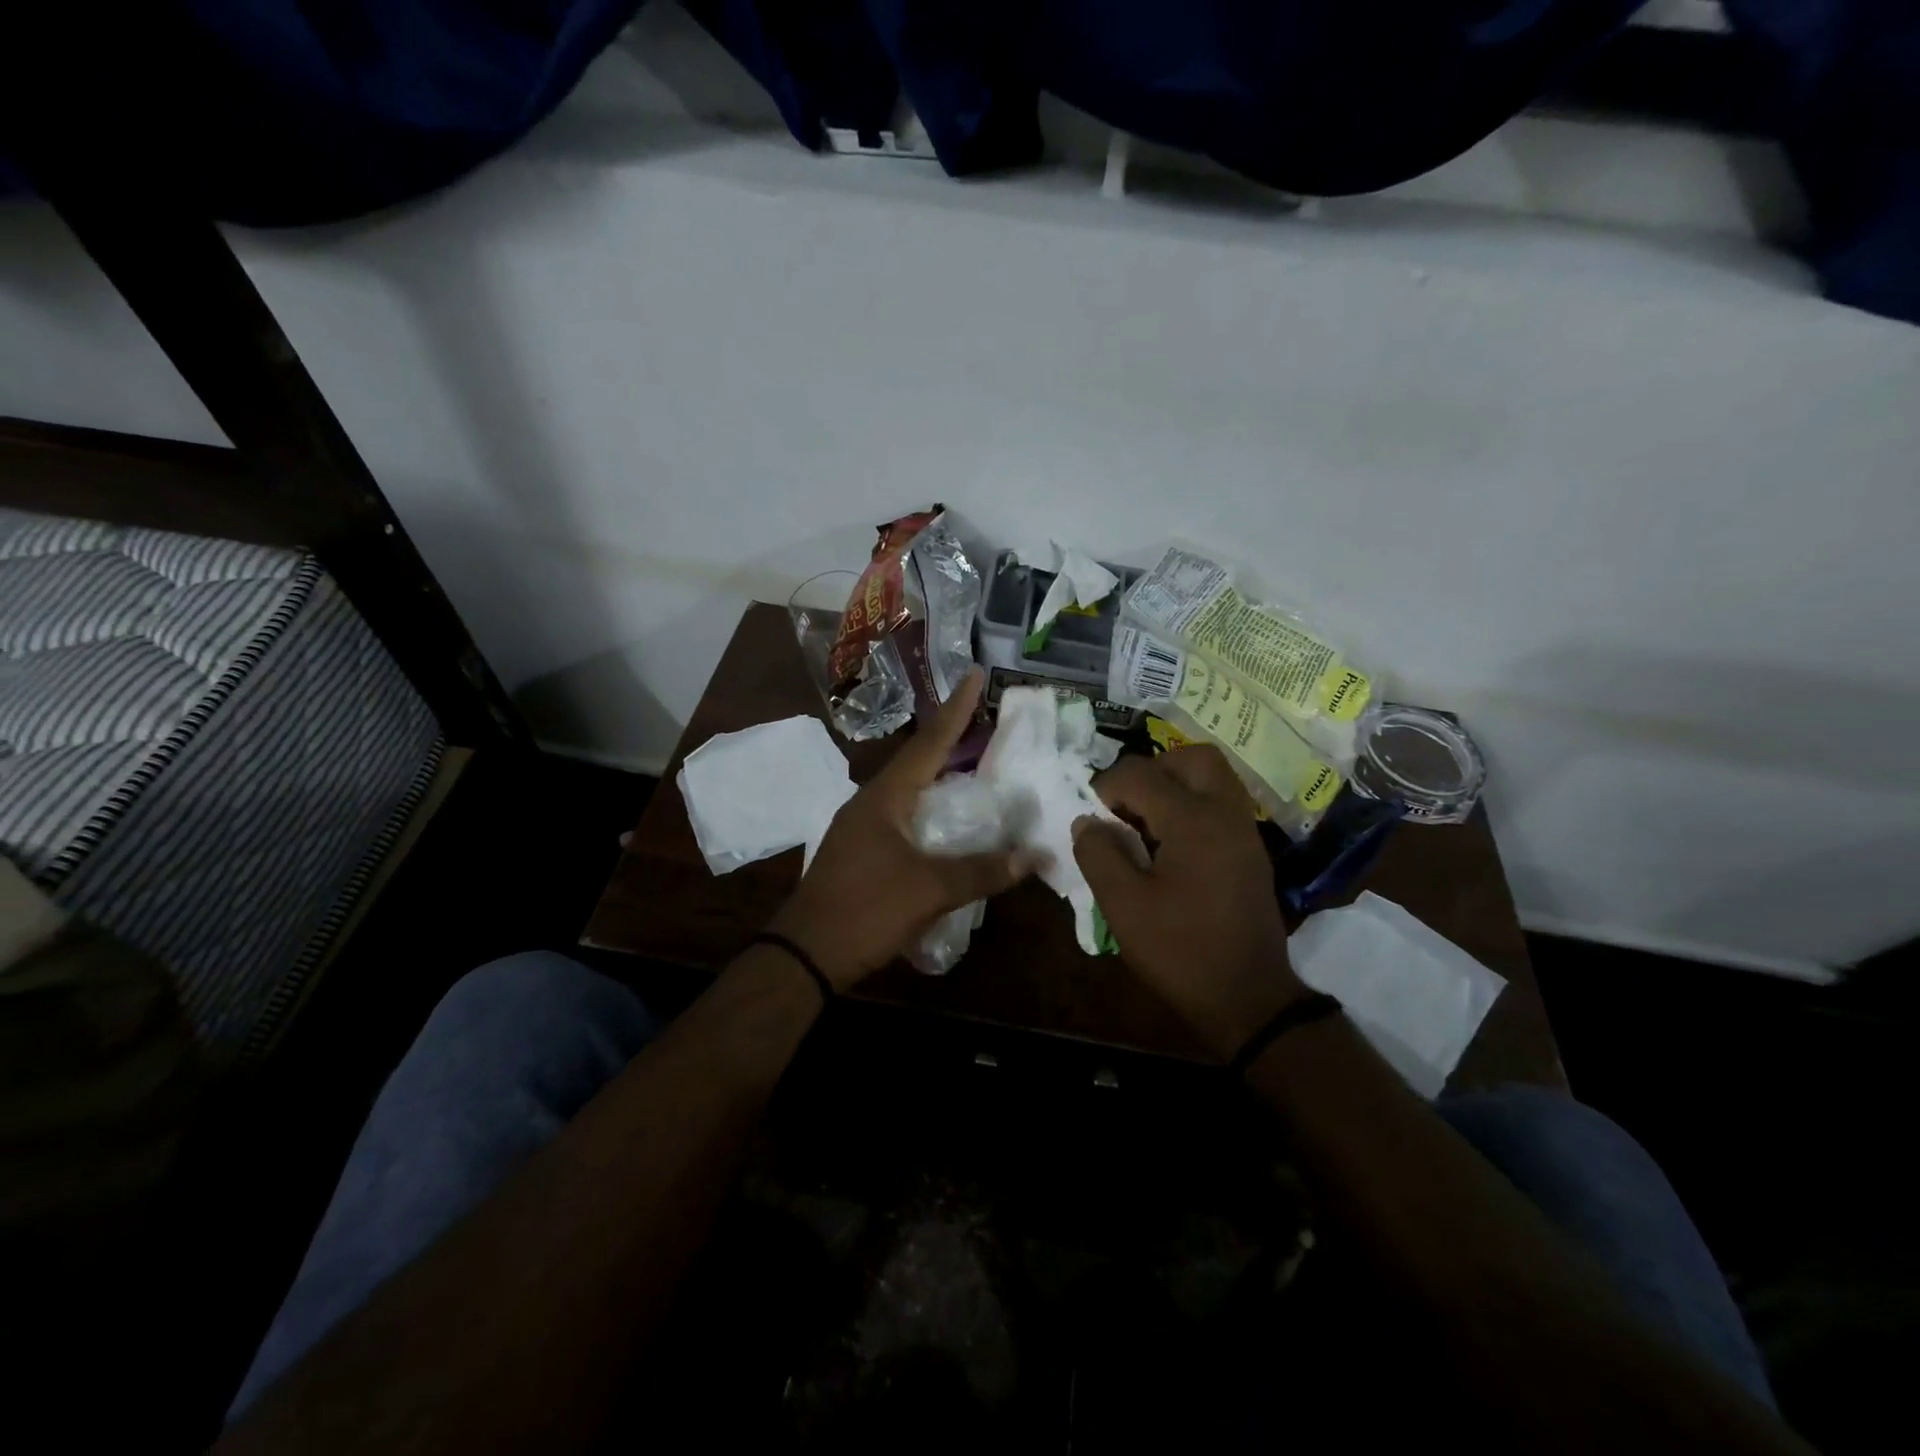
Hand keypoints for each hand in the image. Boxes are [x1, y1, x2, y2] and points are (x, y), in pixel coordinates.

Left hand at [770, 670, 1032, 990]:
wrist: (805, 954)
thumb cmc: (864, 911)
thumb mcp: (929, 890)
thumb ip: (982, 871)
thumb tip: (1035, 856)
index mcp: (885, 797)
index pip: (929, 743)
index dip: (956, 710)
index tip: (975, 674)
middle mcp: (872, 802)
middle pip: (919, 760)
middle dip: (952, 738)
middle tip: (987, 718)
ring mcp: (863, 826)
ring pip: (911, 790)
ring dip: (942, 775)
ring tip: (976, 763)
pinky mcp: (863, 851)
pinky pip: (905, 816)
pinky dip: (933, 809)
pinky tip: (950, 821)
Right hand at [1073, 746, 1304, 1058]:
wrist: (1249, 999)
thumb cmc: (1181, 951)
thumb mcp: (1124, 906)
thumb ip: (1098, 854)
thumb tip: (1087, 821)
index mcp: (1193, 821)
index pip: (1142, 774)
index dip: (1107, 787)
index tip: (1092, 817)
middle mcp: (1225, 814)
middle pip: (1192, 757)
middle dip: (1153, 769)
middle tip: (1127, 804)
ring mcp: (1245, 832)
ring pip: (1213, 777)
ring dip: (1175, 784)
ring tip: (1145, 821)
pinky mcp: (1251, 852)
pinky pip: (1221, 804)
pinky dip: (1193, 805)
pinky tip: (1169, 844)